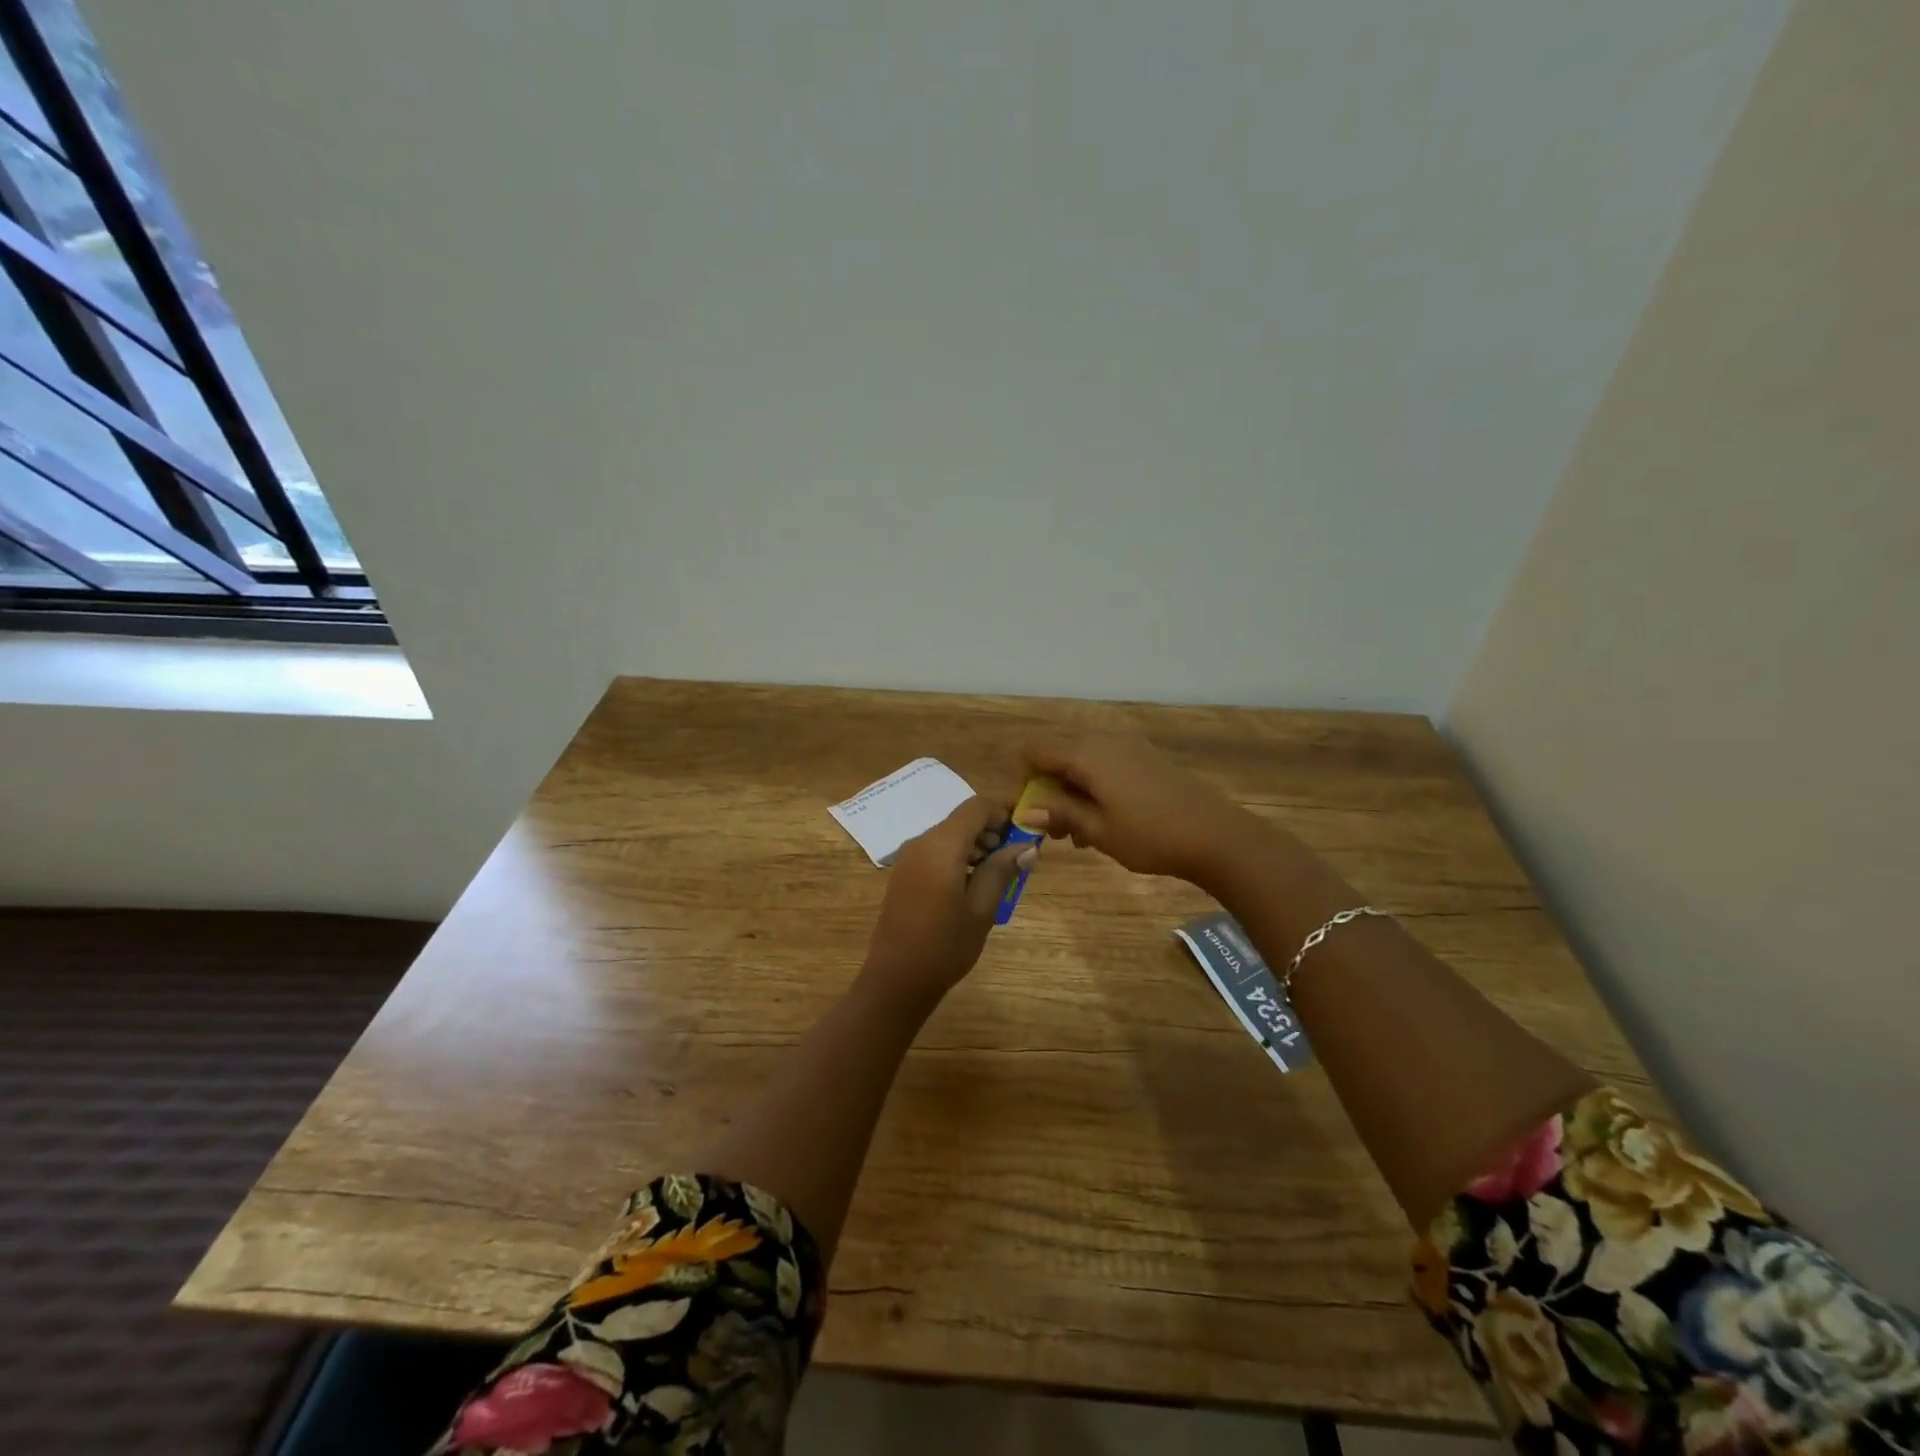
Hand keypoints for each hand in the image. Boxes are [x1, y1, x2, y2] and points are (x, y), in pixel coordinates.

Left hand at [859, 796, 1034, 1010]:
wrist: (896, 978)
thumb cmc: (944, 945)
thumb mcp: (981, 908)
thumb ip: (1002, 870)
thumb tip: (1027, 846)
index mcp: (941, 846)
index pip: (976, 807)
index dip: (1003, 812)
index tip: (1026, 833)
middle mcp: (921, 842)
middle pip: (962, 820)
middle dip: (992, 831)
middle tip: (1016, 859)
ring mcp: (909, 858)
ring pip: (949, 835)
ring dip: (976, 845)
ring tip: (998, 875)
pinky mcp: (904, 873)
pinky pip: (936, 852)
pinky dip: (958, 857)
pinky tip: (972, 885)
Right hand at [1022, 735, 1267, 886]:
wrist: (1216, 835)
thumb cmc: (1150, 836)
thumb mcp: (1098, 831)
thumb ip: (1059, 814)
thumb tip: (1025, 810)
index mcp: (1086, 754)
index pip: (1036, 749)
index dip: (1024, 777)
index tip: (1030, 810)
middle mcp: (1104, 741)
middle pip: (1059, 752)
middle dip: (1048, 787)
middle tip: (1054, 828)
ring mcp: (1128, 747)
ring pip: (1083, 761)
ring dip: (1071, 790)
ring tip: (1078, 833)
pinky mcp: (1146, 758)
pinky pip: (1106, 764)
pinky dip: (1094, 786)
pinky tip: (1104, 821)